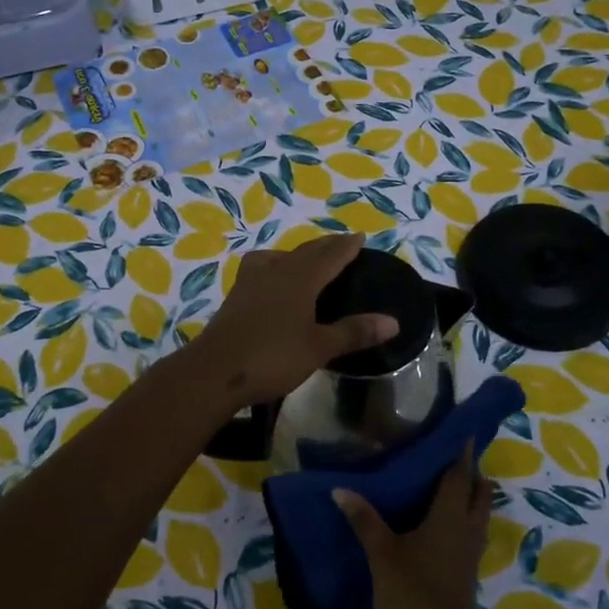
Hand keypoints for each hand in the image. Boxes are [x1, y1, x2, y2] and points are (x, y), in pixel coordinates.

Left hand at [192, 232, 396, 407]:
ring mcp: (251, 282)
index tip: (360, 236)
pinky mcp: (235, 296)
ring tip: (306, 259)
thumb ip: (354, 332)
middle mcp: (276, 272)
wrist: (214, 371)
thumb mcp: (319, 348)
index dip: (346, 247)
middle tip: (341, 243)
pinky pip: (261, 269)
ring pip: (278, 257)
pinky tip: (272, 281)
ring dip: (297, 253)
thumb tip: (393, 321)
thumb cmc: (272, 357)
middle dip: (325, 246)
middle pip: (305, 252)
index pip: (329, 256)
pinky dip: (274, 266)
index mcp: (300, 279)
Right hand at [334, 441, 490, 608]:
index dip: (463, 452)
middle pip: (479, 493)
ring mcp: (470, 554)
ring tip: (446, 483)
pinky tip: (440, 522)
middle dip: (472, 472)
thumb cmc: (411, 596)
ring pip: (478, 514)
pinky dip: (462, 518)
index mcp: (449, 518)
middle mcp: (467, 530)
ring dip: (470, 496)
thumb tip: (340, 489)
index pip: (460, 475)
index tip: (464, 431)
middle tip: (450, 455)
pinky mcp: (466, 573)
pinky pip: (471, 532)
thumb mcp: (382, 555)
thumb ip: (364, 519)